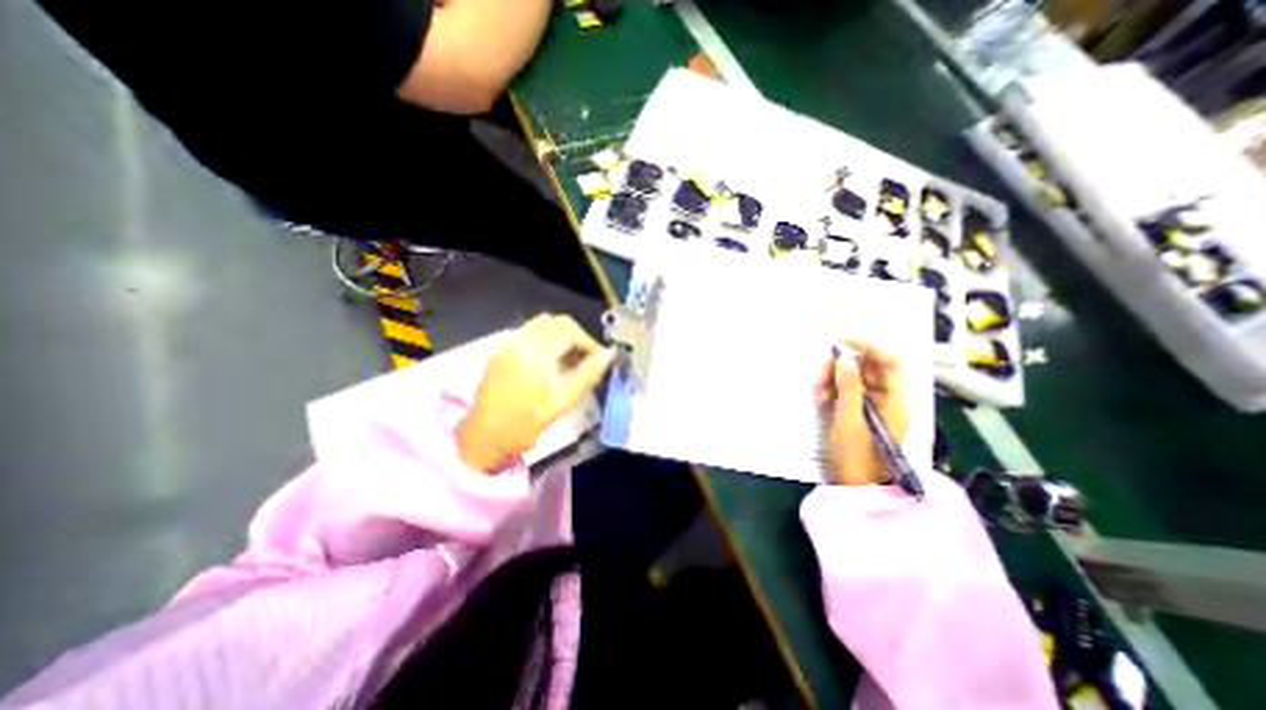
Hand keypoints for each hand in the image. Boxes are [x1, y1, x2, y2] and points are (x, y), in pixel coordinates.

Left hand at [459, 313, 615, 470]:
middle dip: (576, 337)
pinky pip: (529, 335)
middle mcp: (519, 339)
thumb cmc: (526, 422)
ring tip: (570, 362)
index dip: (589, 342)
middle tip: (586, 360)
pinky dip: (546, 342)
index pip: (570, 329)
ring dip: (561, 338)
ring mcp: (507, 343)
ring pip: (542, 326)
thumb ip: (589, 373)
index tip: (599, 360)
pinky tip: (550, 364)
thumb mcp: (564, 399)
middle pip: (556, 322)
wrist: (483, 438)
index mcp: (535, 350)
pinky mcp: (500, 351)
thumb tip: (609, 354)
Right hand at [809, 337, 909, 483]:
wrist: (856, 485)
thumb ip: (849, 386)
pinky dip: (830, 387)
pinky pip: (844, 385)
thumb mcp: (849, 420)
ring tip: (818, 394)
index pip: (889, 357)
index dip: (867, 342)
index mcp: (896, 397)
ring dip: (831, 377)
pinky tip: (821, 399)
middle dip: (839, 366)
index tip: (838, 338)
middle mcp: (888, 394)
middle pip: (866, 363)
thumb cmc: (857, 457)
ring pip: (851, 373)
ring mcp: (873, 399)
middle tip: (819, 378)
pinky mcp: (859, 405)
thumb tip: (844, 357)